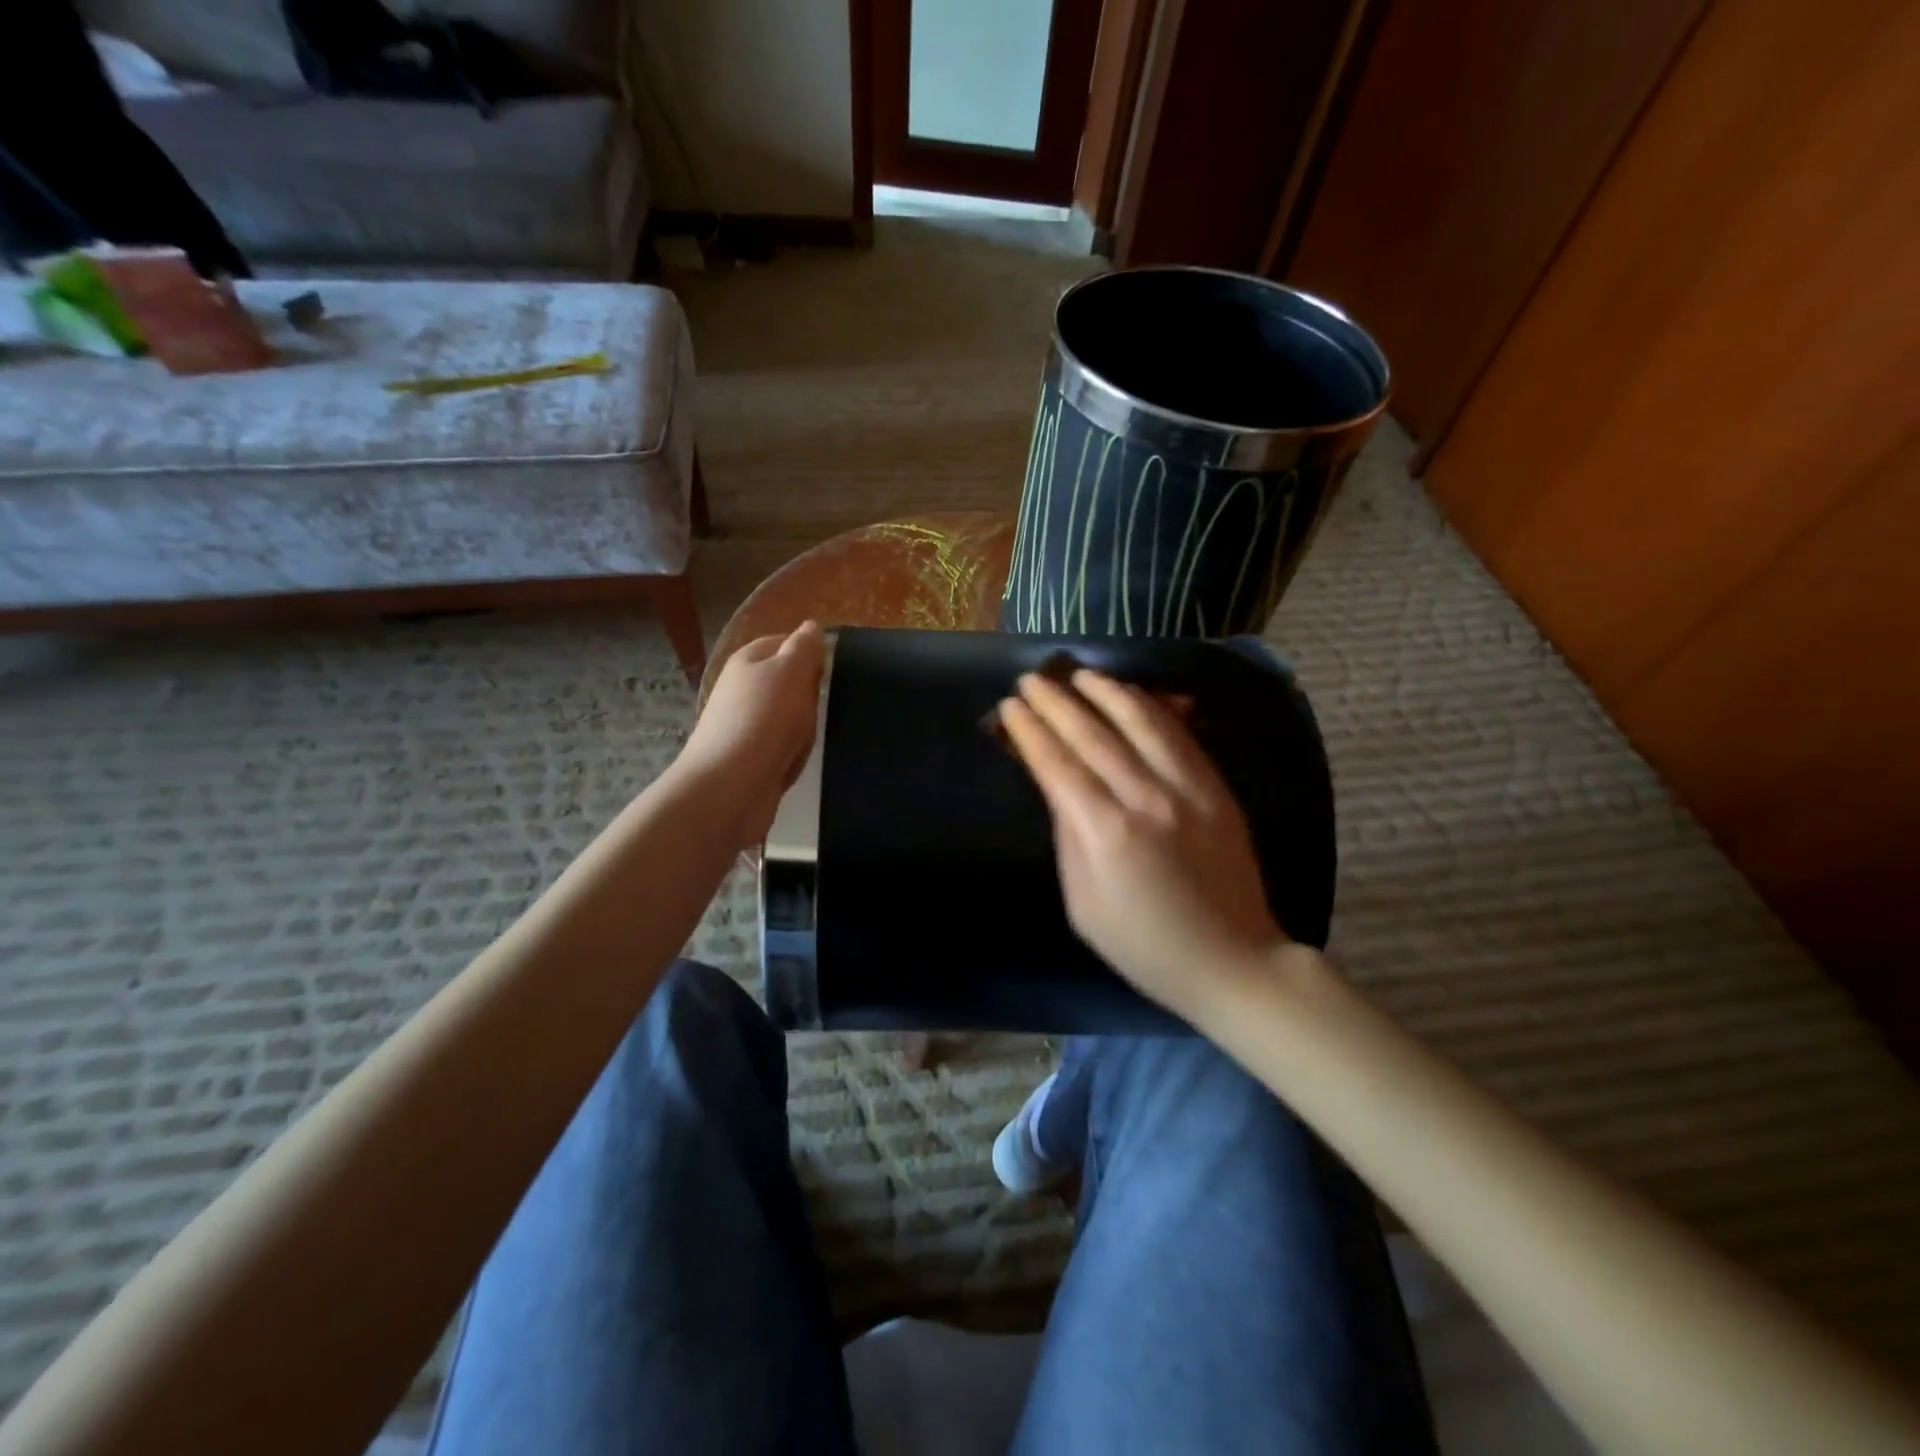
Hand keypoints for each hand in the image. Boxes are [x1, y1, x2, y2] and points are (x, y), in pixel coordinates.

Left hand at [679, 621, 824, 847]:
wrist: (730, 786)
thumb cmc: (764, 720)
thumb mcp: (791, 672)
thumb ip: (804, 647)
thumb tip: (811, 626)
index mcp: (748, 660)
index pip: (785, 642)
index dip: (810, 653)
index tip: (833, 669)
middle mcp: (742, 689)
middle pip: (789, 682)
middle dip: (810, 695)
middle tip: (823, 705)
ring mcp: (745, 725)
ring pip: (789, 717)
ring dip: (804, 728)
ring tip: (810, 738)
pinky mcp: (750, 758)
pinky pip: (783, 747)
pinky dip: (793, 753)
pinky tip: (797, 761)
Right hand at [997, 668, 1287, 1021]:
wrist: (1230, 959)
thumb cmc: (1143, 944)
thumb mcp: (1083, 905)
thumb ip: (1069, 839)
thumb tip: (1059, 790)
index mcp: (1105, 833)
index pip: (1058, 765)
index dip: (1031, 731)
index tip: (1010, 706)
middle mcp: (1146, 799)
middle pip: (1093, 735)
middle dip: (1057, 702)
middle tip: (1032, 679)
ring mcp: (1188, 789)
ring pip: (1141, 722)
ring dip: (1105, 692)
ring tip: (1079, 673)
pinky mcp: (1217, 788)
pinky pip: (1179, 735)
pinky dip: (1150, 708)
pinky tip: (1131, 695)